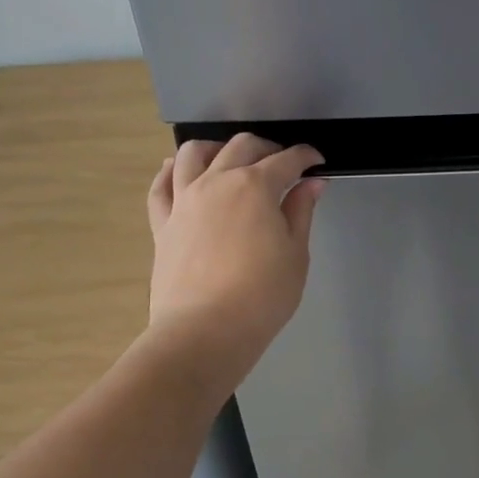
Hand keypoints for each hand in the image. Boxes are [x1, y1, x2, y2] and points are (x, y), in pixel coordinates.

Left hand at [146, 134, 324, 367]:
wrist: (204, 331)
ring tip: (230, 159)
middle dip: (267, 148)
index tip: (317, 162)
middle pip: (242, 146)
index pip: (287, 160)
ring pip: (194, 153)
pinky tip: (180, 170)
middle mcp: (217, 181)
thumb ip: (300, 212)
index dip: (306, 157)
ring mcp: (184, 200)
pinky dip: (171, 171)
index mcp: (256, 186)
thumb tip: (312, 183)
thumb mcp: (295, 254)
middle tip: (283, 164)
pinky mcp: (163, 223)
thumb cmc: (262, 295)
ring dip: (217, 148)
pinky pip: (161, 186)